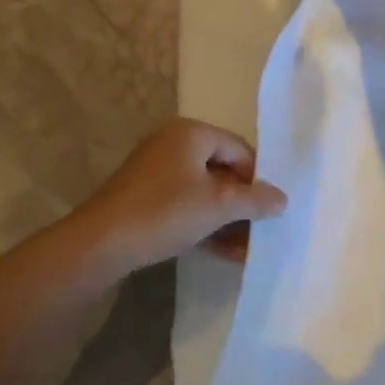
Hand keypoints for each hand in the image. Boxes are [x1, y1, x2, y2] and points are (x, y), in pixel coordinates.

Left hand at [72, 118, 287, 274]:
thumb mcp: (217, 206)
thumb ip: (254, 200)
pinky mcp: (146, 195)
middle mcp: (174, 143)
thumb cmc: (165, 212)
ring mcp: (157, 169)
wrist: (102, 243)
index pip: (240, 149)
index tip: (271, 210)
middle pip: (222, 169)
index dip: (258, 179)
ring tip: (246, 250)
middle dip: (243, 203)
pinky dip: (205, 223)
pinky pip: (186, 203)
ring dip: (227, 219)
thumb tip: (282, 199)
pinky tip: (224, 252)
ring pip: (204, 191)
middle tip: (262, 231)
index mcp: (192, 132)